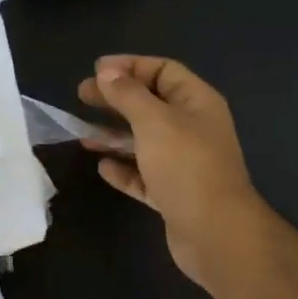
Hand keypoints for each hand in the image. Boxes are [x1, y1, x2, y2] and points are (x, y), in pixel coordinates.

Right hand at [78, 55, 269, 291]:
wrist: (215, 233)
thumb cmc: (186, 166)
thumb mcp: (154, 121)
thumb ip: (128, 94)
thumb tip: (107, 71)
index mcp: (197, 103)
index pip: (164, 70)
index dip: (130, 65)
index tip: (96, 70)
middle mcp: (193, 129)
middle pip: (151, 104)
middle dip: (116, 98)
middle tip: (82, 95)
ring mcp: (184, 163)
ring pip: (144, 141)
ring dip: (115, 134)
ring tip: (83, 133)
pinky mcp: (173, 194)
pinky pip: (143, 175)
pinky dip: (123, 169)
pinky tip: (102, 167)